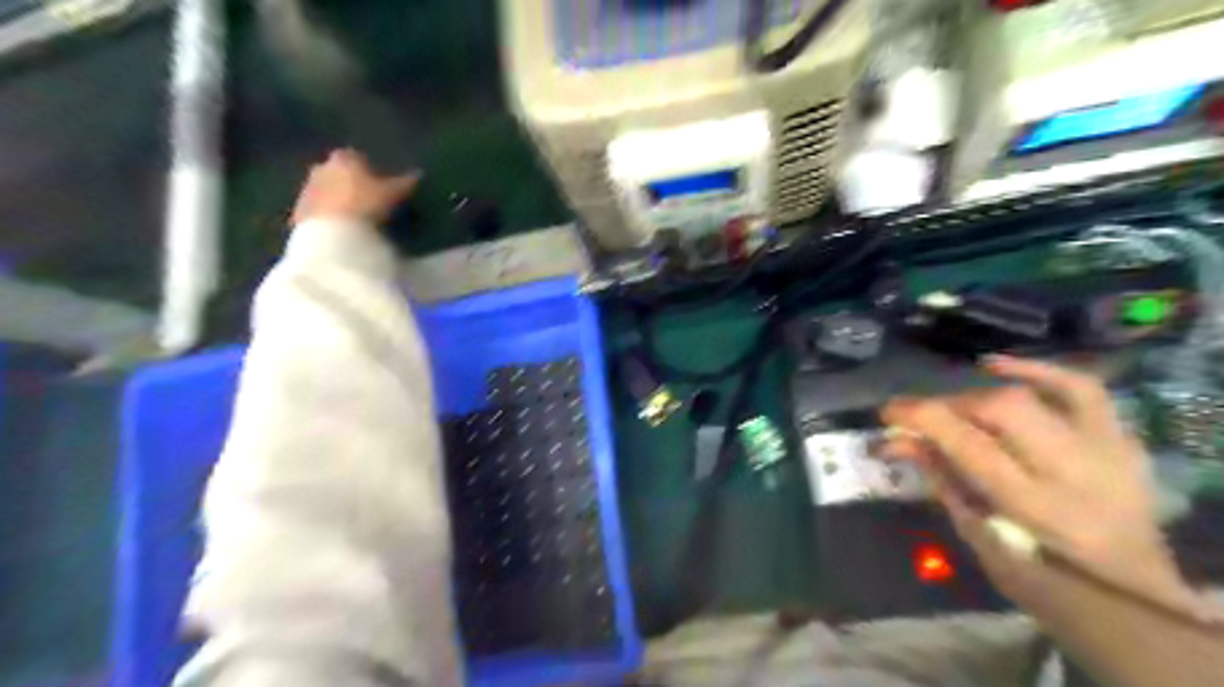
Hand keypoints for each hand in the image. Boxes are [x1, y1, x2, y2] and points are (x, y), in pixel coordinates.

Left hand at [293, 146, 421, 225]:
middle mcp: (321, 168)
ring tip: (355, 218)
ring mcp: (306, 190)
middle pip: (336, 172)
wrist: (333, 234)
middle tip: (366, 199)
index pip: (356, 156)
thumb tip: (419, 174)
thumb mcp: (393, 194)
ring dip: (336, 200)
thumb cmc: (366, 204)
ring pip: (324, 191)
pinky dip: (328, 217)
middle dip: (348, 182)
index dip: (368, 168)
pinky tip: (341, 230)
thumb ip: (405, 182)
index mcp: (344, 158)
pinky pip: (317, 212)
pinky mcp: (298, 213)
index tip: (378, 182)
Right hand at [882, 356, 1185, 619]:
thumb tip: (900, 440)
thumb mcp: (981, 537)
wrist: (1133, 597)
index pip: (966, 441)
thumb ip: (942, 480)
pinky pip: (1080, 388)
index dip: (920, 417)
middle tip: (925, 420)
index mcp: (1033, 506)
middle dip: (949, 406)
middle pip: (1000, 408)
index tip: (888, 412)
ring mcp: (1104, 449)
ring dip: (981, 395)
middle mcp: (1073, 468)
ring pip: (1033, 396)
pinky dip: (1036, 370)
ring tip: (958, 405)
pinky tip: (997, 366)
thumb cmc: (1044, 580)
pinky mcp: (1120, 439)